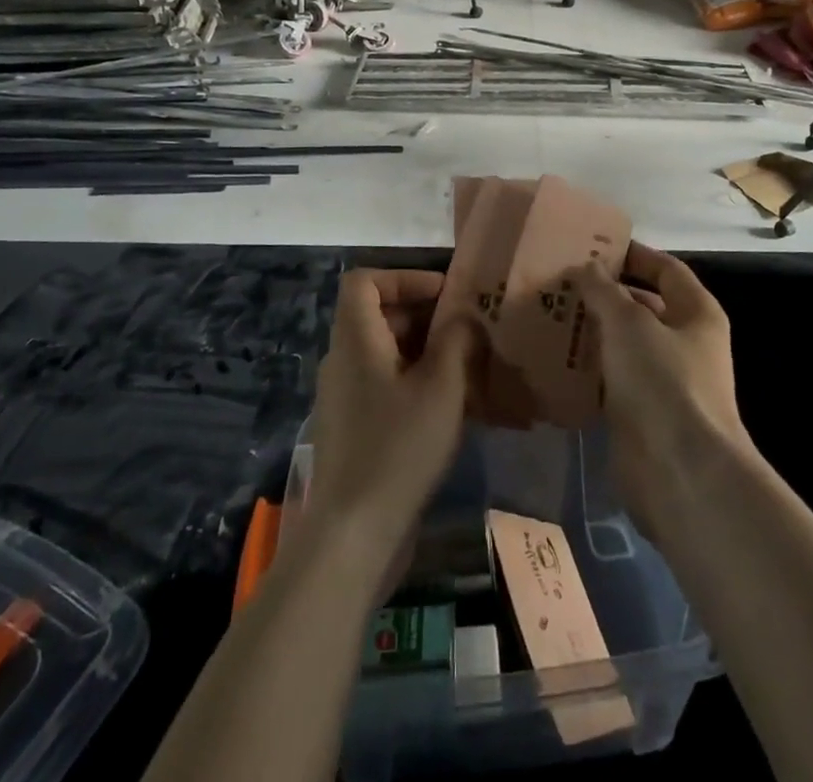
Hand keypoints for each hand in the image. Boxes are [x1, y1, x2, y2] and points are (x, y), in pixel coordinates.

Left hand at [301, 269, 476, 575]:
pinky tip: (453, 407)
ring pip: (386, 353)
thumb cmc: (398, 447)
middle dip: (425, 316)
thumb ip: (457, 341)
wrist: (353, 535)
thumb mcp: (442, 387)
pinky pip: (385, 385)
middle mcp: (343, 360)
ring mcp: (345, 397)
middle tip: (469, 331)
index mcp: (355, 339)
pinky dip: (416, 382)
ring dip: (426, 352)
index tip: (444, 295)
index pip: (364, 281)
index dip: (404, 277)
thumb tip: (464, 317)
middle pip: (378, 315)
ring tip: (470, 368)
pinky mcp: (354, 429)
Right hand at [572, 244, 751, 538]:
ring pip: (623, 345)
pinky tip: (552, 360)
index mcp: (696, 313)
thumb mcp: (629, 323)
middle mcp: (685, 342)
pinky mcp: (641, 413)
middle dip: (604, 294)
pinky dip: (587, 370)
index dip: (632, 255)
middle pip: (642, 306)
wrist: (680, 473)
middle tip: (559, 281)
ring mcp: (664, 380)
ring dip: (591, 332)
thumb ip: (605, 291)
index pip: (666, 269)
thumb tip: (587, 267)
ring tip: (547, 315)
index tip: (591, 247)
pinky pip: (611, 380)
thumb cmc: (663, 382)